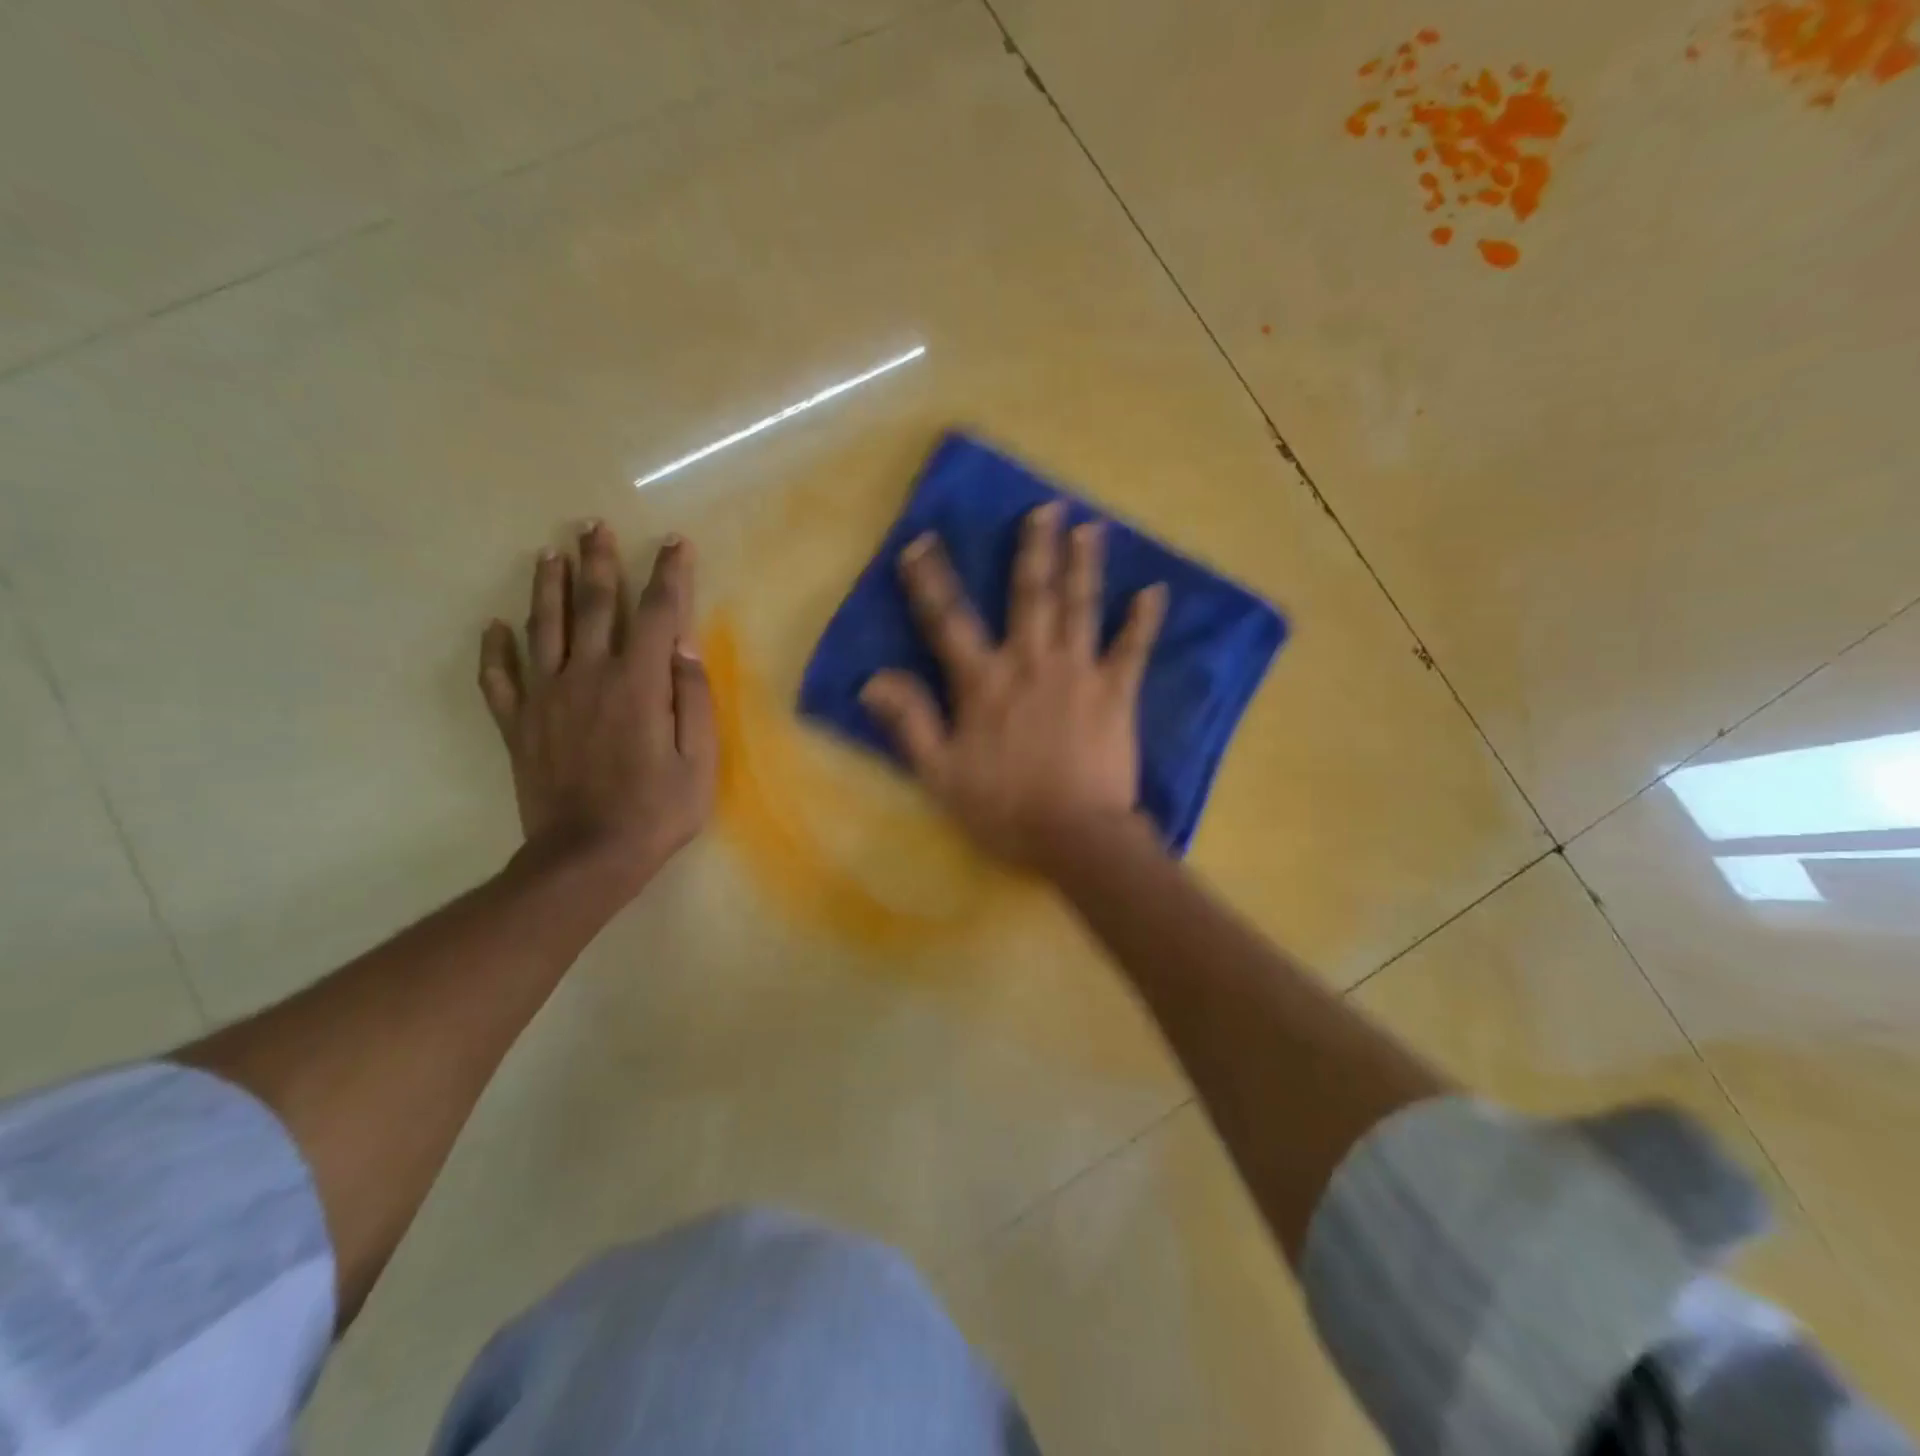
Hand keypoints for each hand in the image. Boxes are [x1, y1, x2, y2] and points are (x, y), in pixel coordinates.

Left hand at [479, 523, 715, 898]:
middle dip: (598, 561)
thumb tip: (683, 648)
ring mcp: (547, 698)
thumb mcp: (699, 760)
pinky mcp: (520, 725)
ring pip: (543, 628)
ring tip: (549, 553)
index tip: (674, 544)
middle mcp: (589, 676)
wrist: (586, 858)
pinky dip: (496, 651)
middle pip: (594, 605)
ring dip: (547, 587)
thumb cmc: (655, 811)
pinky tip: (495, 628)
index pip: (657, 614)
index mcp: (639, 683)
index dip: (670, 575)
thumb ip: (694, 699)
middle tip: (593, 525)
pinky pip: (500, 679)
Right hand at [860, 502, 1166, 874]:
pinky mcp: (1117, 694)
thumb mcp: (939, 774)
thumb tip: (873, 677)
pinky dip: (1143, 621)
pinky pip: (1132, 650)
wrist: (1075, 837)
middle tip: (1045, 509)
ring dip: (1085, 566)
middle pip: (1030, 596)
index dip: (930, 581)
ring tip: (1092, 528)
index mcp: (983, 683)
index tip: (921, 543)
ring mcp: (1079, 674)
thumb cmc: (1003, 809)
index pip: (948, 621)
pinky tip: (1155, 592)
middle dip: (1034, 549)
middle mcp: (1030, 663)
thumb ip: (909, 722)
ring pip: (1080, 608)